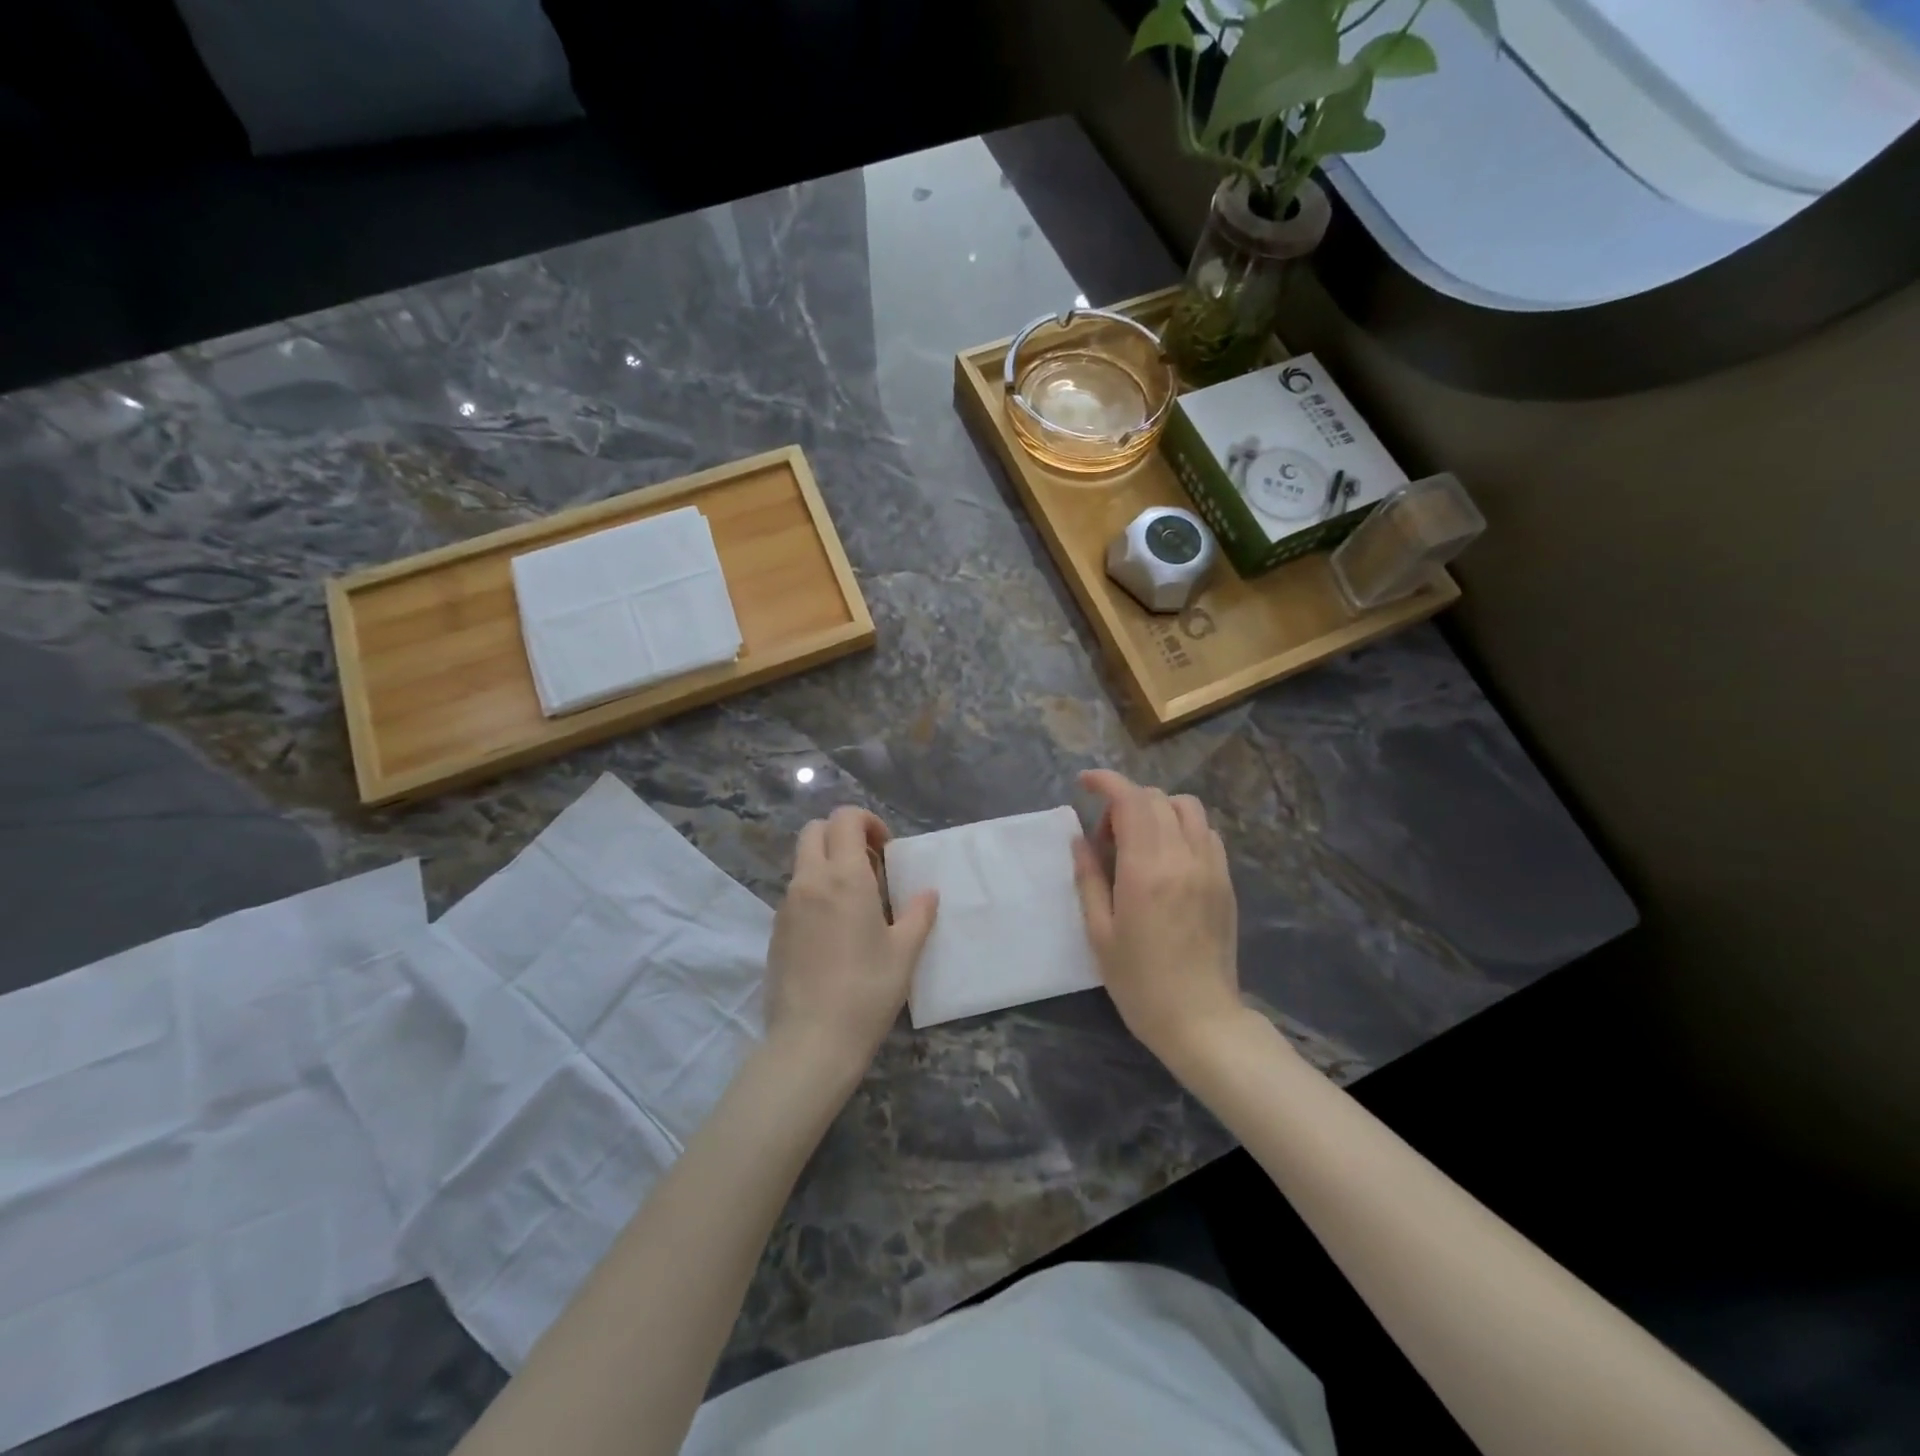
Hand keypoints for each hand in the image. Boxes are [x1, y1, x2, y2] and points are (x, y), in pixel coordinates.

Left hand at [764, 806, 938, 1077]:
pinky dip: (815, 890)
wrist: (812, 1040)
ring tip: (856, 901)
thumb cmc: (867, 991)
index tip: (885, 849)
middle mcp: (810, 881)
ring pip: (803, 861)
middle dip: (842, 834)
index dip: (867, 822)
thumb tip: (928, 893)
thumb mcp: (904, 952)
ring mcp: (787, 905)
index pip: (845, 819)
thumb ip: (918, 914)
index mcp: (844, 877)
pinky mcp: (775, 930)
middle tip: (870, 865)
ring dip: (828, 863)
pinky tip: (835, 929)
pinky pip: (796, 892)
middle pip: (815, 830)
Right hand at [1072, 769, 1243, 1067]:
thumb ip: (1088, 877)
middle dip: (1125, 802)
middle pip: (1157, 798)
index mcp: (1146, 870)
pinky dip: (1182, 828)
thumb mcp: (1099, 932)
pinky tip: (1166, 858)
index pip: (1130, 800)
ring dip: (1157, 810)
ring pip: (1187, 808)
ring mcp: (1210, 867)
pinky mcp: (1225, 881)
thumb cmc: (1139, 981)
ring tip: (1138, 841)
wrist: (1200, 1019)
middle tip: (1105, 837)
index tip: (1085, 783)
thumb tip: (1080, 839)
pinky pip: (1206, 833)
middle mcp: (1183, 858)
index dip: (1106, 782)